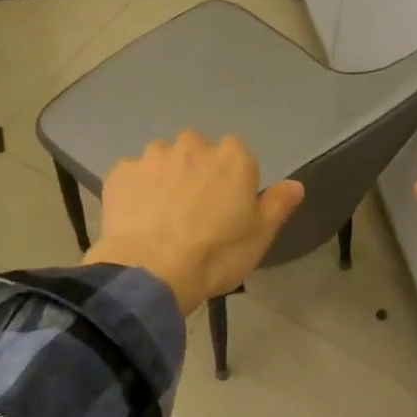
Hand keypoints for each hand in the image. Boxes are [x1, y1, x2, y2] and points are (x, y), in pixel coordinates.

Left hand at [85, 132, 305, 314]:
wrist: (152, 271)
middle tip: (191, 210)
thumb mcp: (259, 236)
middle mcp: (193, 146)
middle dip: (195, 172)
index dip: (231, 178)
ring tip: (160, 215)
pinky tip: (135, 219)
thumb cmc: (216, 256)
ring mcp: (153, 156)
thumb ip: (277, 205)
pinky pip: (132, 176)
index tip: (226, 206)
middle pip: (197, 151)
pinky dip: (134, 191)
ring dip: (163, 177)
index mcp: (233, 158)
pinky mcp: (121, 172)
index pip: (237, 153)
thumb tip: (295, 185)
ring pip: (162, 159)